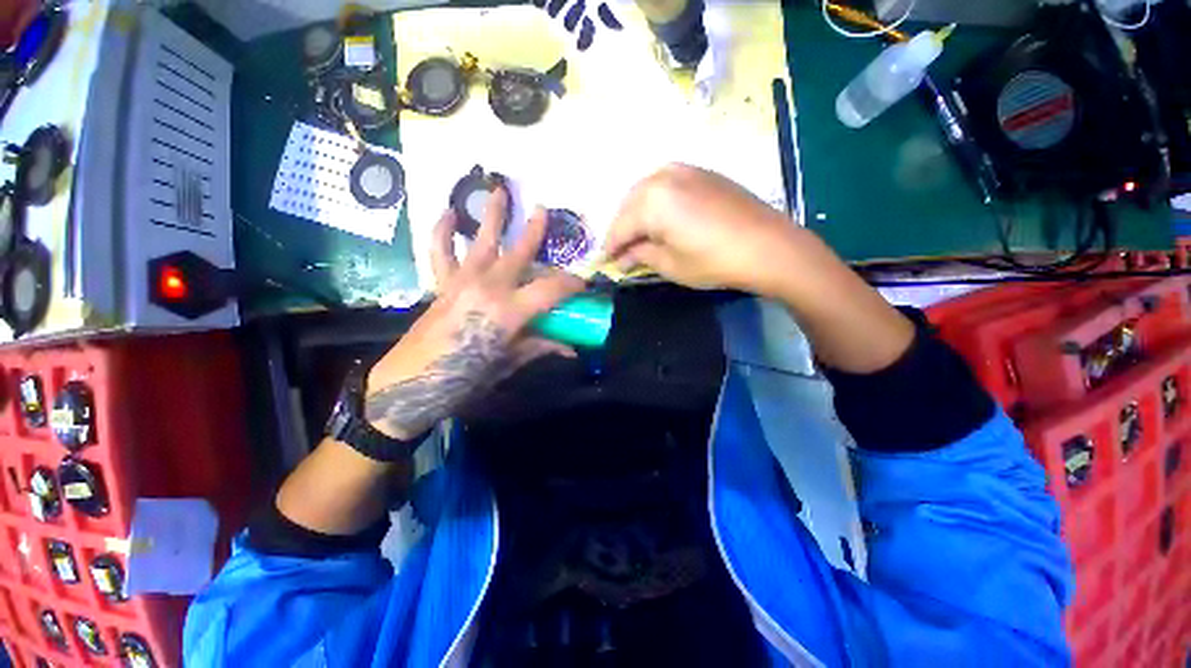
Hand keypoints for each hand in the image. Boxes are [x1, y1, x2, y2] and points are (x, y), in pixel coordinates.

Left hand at [363, 189, 585, 438]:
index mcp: (509, 310)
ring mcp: (463, 281)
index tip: (584, 284)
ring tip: (497, 189)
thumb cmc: (464, 379)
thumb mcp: (509, 364)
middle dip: (536, 232)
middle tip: (545, 211)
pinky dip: (444, 232)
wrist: (409, 385)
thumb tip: (570, 348)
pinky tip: (448, 214)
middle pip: (519, 253)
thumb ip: (540, 347)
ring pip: (482, 241)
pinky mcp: (443, 284)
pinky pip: (442, 252)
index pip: (552, 288)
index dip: (572, 284)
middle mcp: (488, 287)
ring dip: (491, 215)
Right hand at [603, 164, 798, 296]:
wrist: (769, 246)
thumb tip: (622, 257)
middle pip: (629, 205)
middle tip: (621, 251)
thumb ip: (640, 256)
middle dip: (622, 229)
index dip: (610, 247)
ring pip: (645, 191)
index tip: (604, 261)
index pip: (619, 226)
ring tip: (638, 236)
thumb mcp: (671, 265)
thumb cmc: (714, 261)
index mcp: (651, 200)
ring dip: (637, 214)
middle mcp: (662, 175)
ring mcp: (684, 169)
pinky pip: (665, 185)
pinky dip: (656, 203)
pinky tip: (659, 219)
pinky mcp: (701, 172)